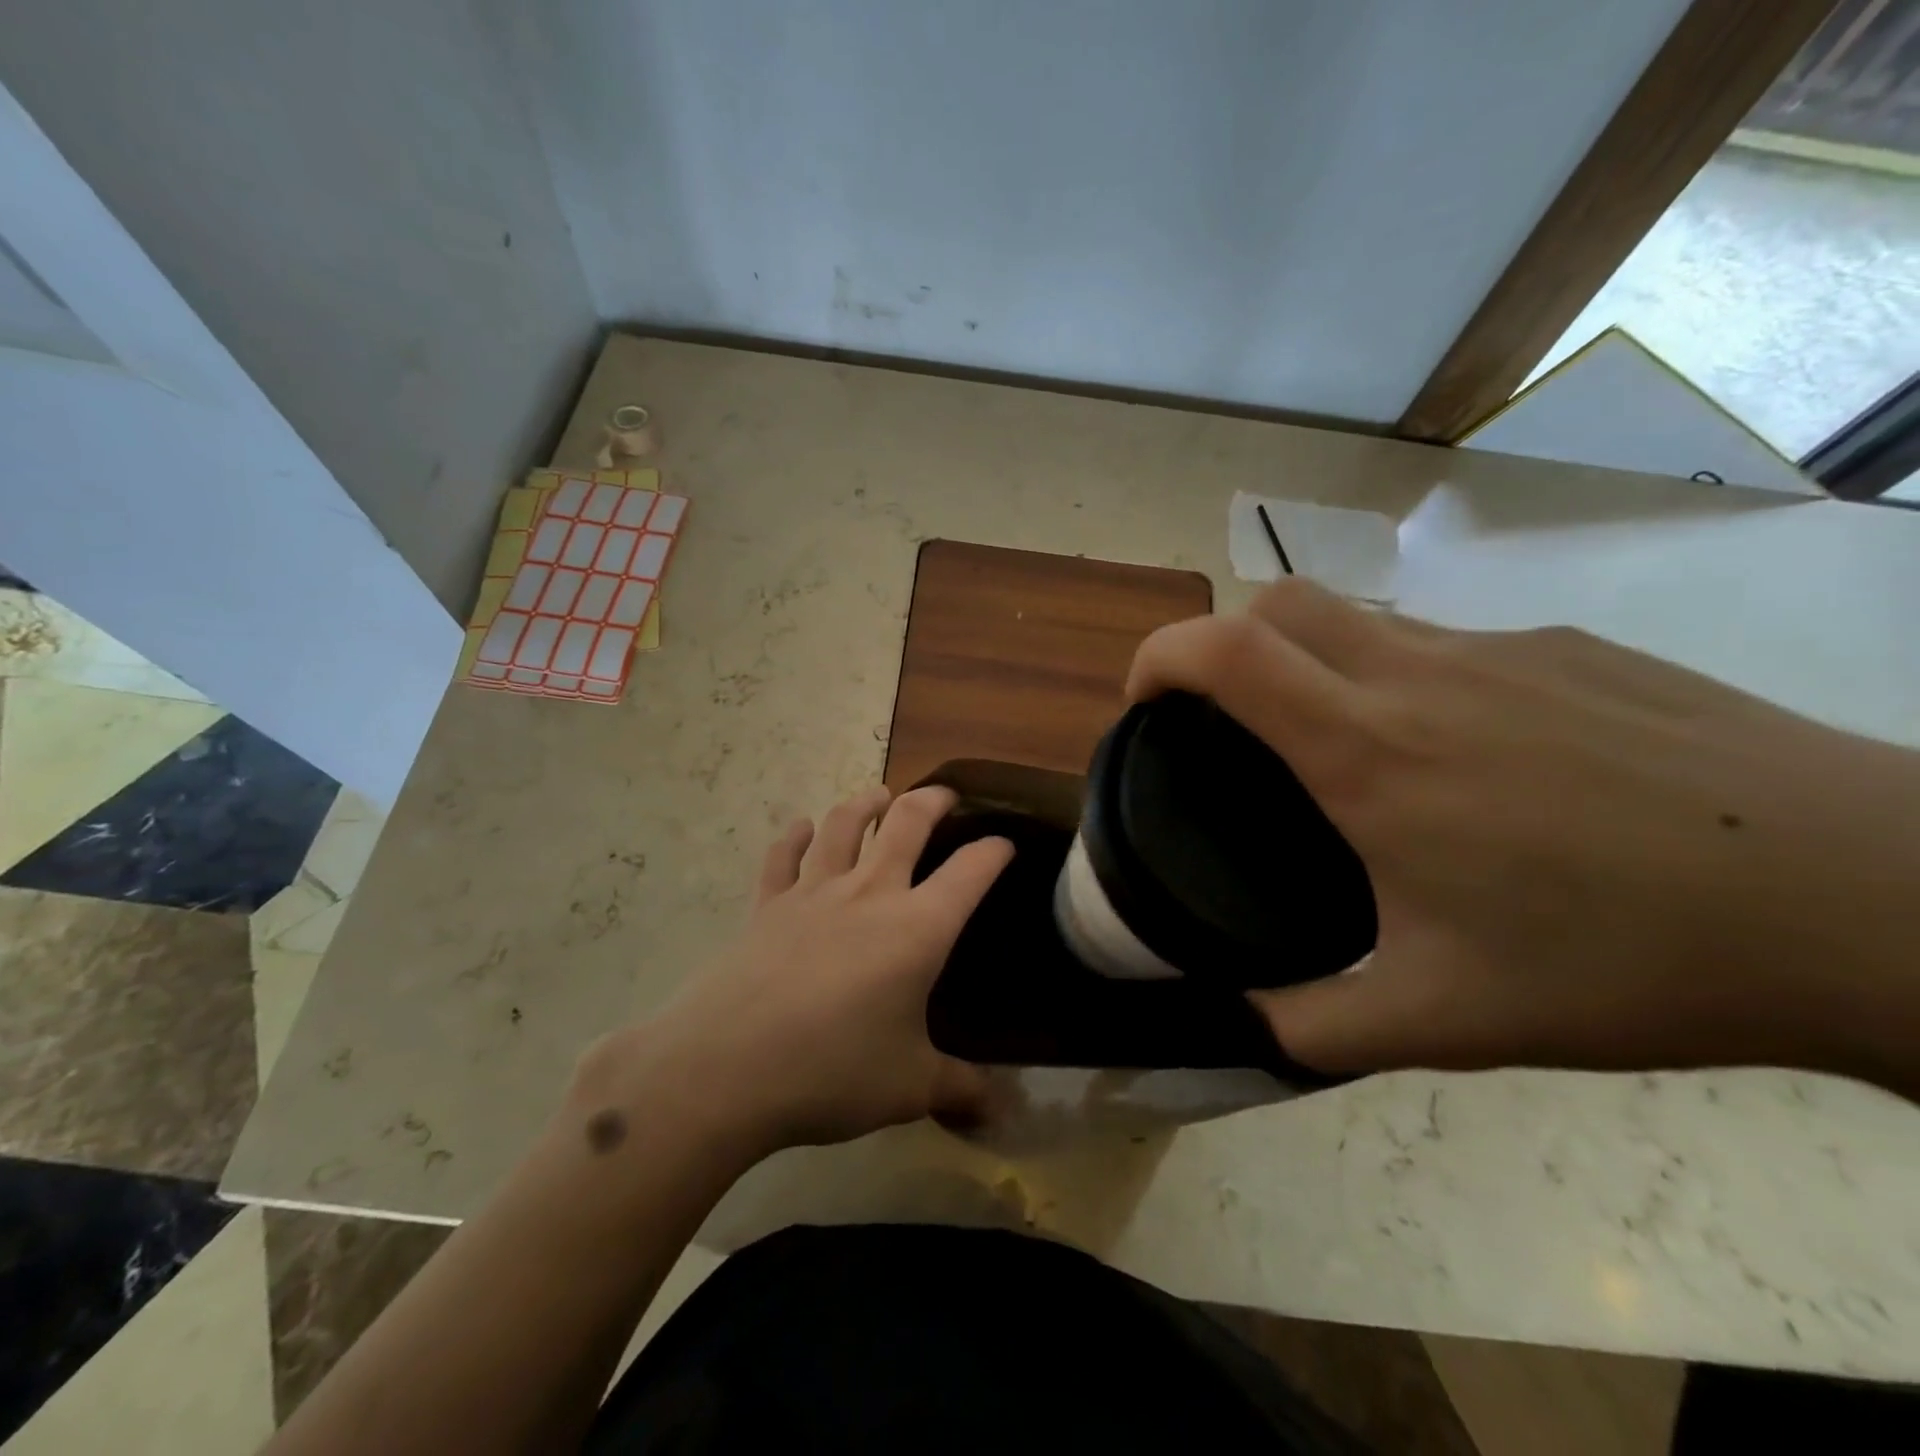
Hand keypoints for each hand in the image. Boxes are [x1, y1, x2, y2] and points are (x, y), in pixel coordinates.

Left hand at [573, 786, 1013, 1160]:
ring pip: (842, 826)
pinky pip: (782, 857)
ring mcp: (813, 894)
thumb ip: (959, 1090)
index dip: (994, 852)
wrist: (725, 1070)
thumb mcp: (909, 1088)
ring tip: (878, 796)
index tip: (1005, 845)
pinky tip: (799, 827)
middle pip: (906, 824)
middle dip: (932, 802)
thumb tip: (999, 1110)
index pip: (971, 872)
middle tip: (944, 796)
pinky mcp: (766, 906)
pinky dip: (793, 836)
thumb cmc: (831, 1072)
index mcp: (917, 928)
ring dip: (864, 804)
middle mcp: (869, 894)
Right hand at [1128, 580, 1919, 1095]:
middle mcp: (1416, 675)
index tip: (1143, 706)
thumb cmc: (1627, 957)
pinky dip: (1397, 676)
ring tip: (1335, 746)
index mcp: (1368, 753)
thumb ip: (1319, 1024)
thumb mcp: (1445, 1017)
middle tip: (1222, 719)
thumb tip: (1248, 1025)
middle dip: (1219, 643)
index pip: (1224, 652)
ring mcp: (1497, 648)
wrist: (1873, 900)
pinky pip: (1440, 641)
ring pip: (1355, 617)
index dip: (1159, 658)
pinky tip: (1459, 756)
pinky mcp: (1564, 646)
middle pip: (1275, 602)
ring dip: (1307, 660)